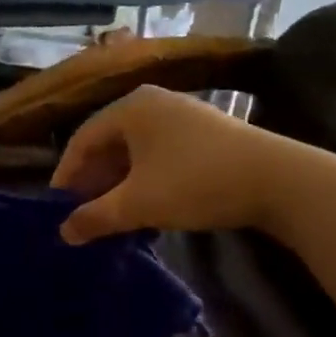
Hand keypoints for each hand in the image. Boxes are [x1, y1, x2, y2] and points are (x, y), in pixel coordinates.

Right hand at [51, 86, 280, 243]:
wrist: (278, 180)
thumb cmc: (196, 183)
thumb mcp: (138, 204)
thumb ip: (95, 217)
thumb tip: (63, 234)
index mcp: (130, 108)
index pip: (82, 139)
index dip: (66, 175)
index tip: (57, 207)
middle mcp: (152, 102)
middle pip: (108, 142)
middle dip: (93, 180)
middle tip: (83, 213)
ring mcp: (181, 115)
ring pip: (134, 150)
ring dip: (118, 183)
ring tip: (111, 215)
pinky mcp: (204, 133)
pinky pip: (158, 153)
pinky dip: (144, 178)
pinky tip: (146, 206)